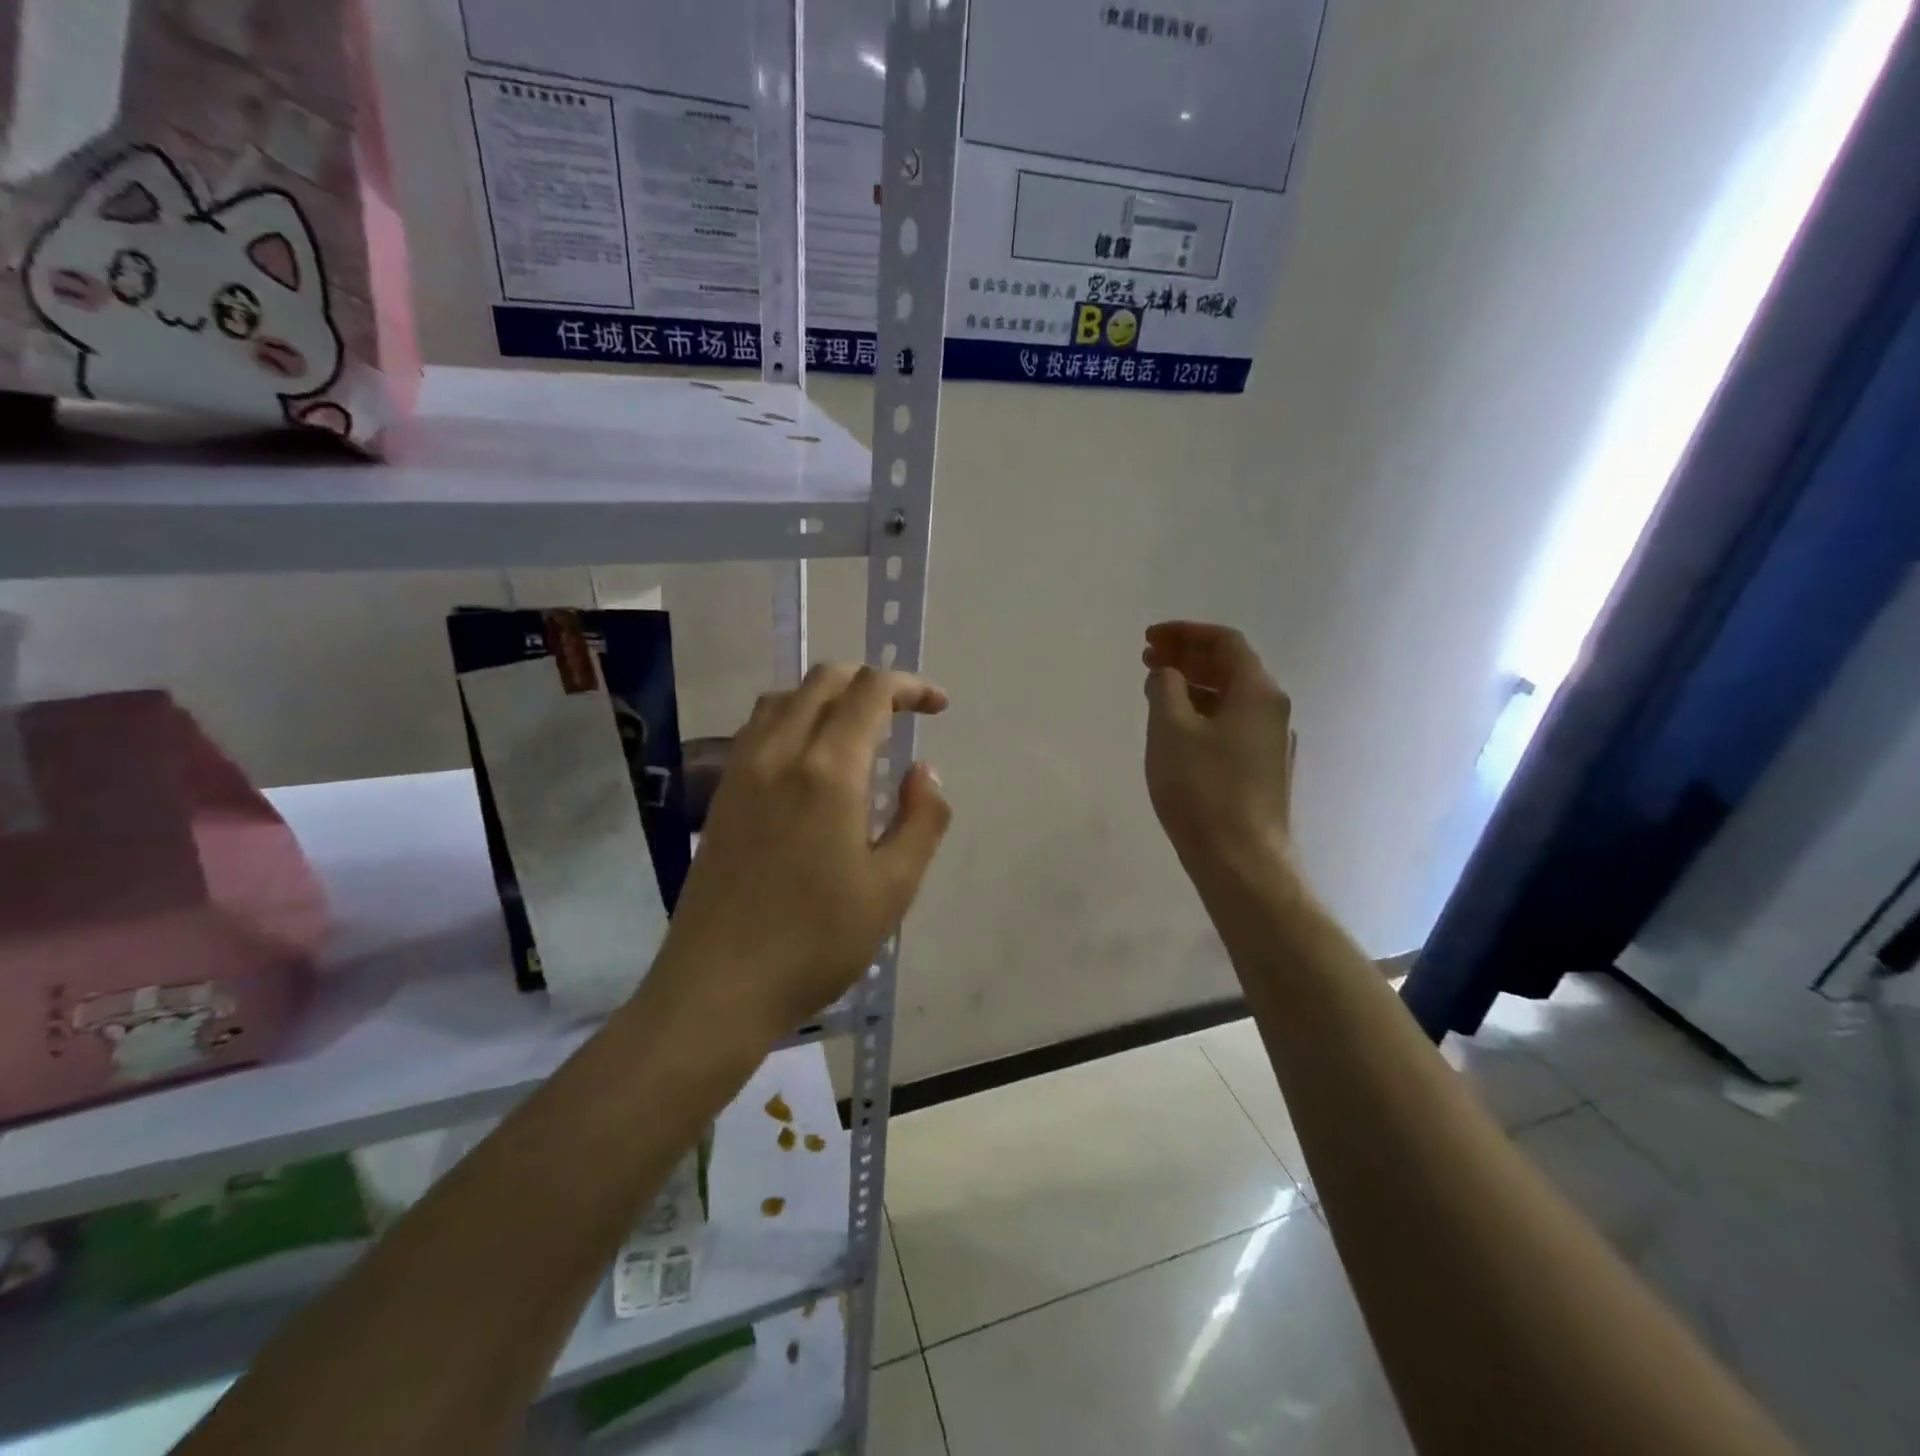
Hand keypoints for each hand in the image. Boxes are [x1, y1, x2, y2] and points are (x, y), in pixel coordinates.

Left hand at [653, 664, 951, 1033]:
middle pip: (824, 680)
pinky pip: (758, 727)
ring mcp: (742, 770)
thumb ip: (922, 819)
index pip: (869, 692)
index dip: (910, 686)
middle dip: (871, 683)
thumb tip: (924, 771)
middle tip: (905, 714)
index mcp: (827, 770)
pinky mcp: (722, 794)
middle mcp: (779, 753)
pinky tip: (811, 761)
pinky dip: (794, 718)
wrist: (718, 986)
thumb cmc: (816, 941)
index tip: (938, 707)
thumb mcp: (893, 887)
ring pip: (785, 698)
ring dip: (828, 697)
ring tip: (859, 732)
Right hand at [1143, 621, 1295, 881]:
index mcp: (1257, 692)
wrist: (1242, 860)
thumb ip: (1165, 688)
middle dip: (1187, 657)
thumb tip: (1167, 673)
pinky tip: (1177, 730)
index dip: (1185, 633)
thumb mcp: (1171, 729)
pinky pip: (1231, 724)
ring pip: (1230, 698)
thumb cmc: (1203, 788)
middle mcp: (1272, 711)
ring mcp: (1271, 743)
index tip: (1149, 638)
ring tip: (1156, 691)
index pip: (1225, 642)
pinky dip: (1202, 713)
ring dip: (1193, 686)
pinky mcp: (1262, 771)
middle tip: (1148, 659)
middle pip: (1231, 667)